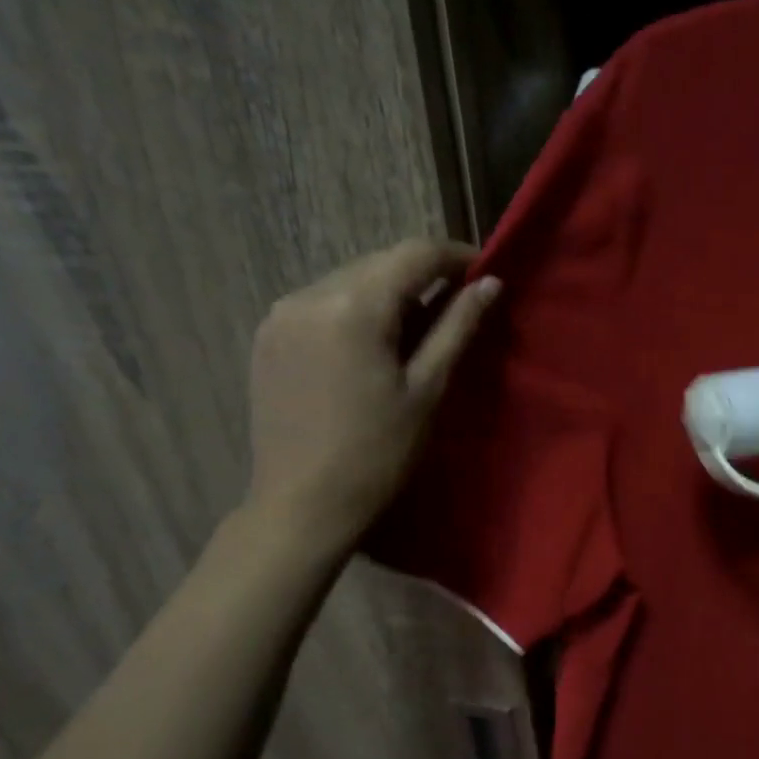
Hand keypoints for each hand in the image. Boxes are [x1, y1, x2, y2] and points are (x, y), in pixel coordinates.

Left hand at [245, 239, 499, 551]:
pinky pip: (322, 303)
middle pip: (380, 263)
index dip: (456, 256)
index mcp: (353, 305)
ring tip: (416, 334)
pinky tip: (372, 347)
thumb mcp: (428, 388)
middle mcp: (309, 294)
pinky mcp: (268, 336)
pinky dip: (356, 311)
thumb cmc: (378, 453)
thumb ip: (458, 327)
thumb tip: (491, 283)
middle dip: (423, 277)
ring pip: (350, 281)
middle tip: (458, 308)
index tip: (486, 272)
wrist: (302, 505)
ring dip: (388, 294)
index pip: (415, 254)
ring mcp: (281, 314)